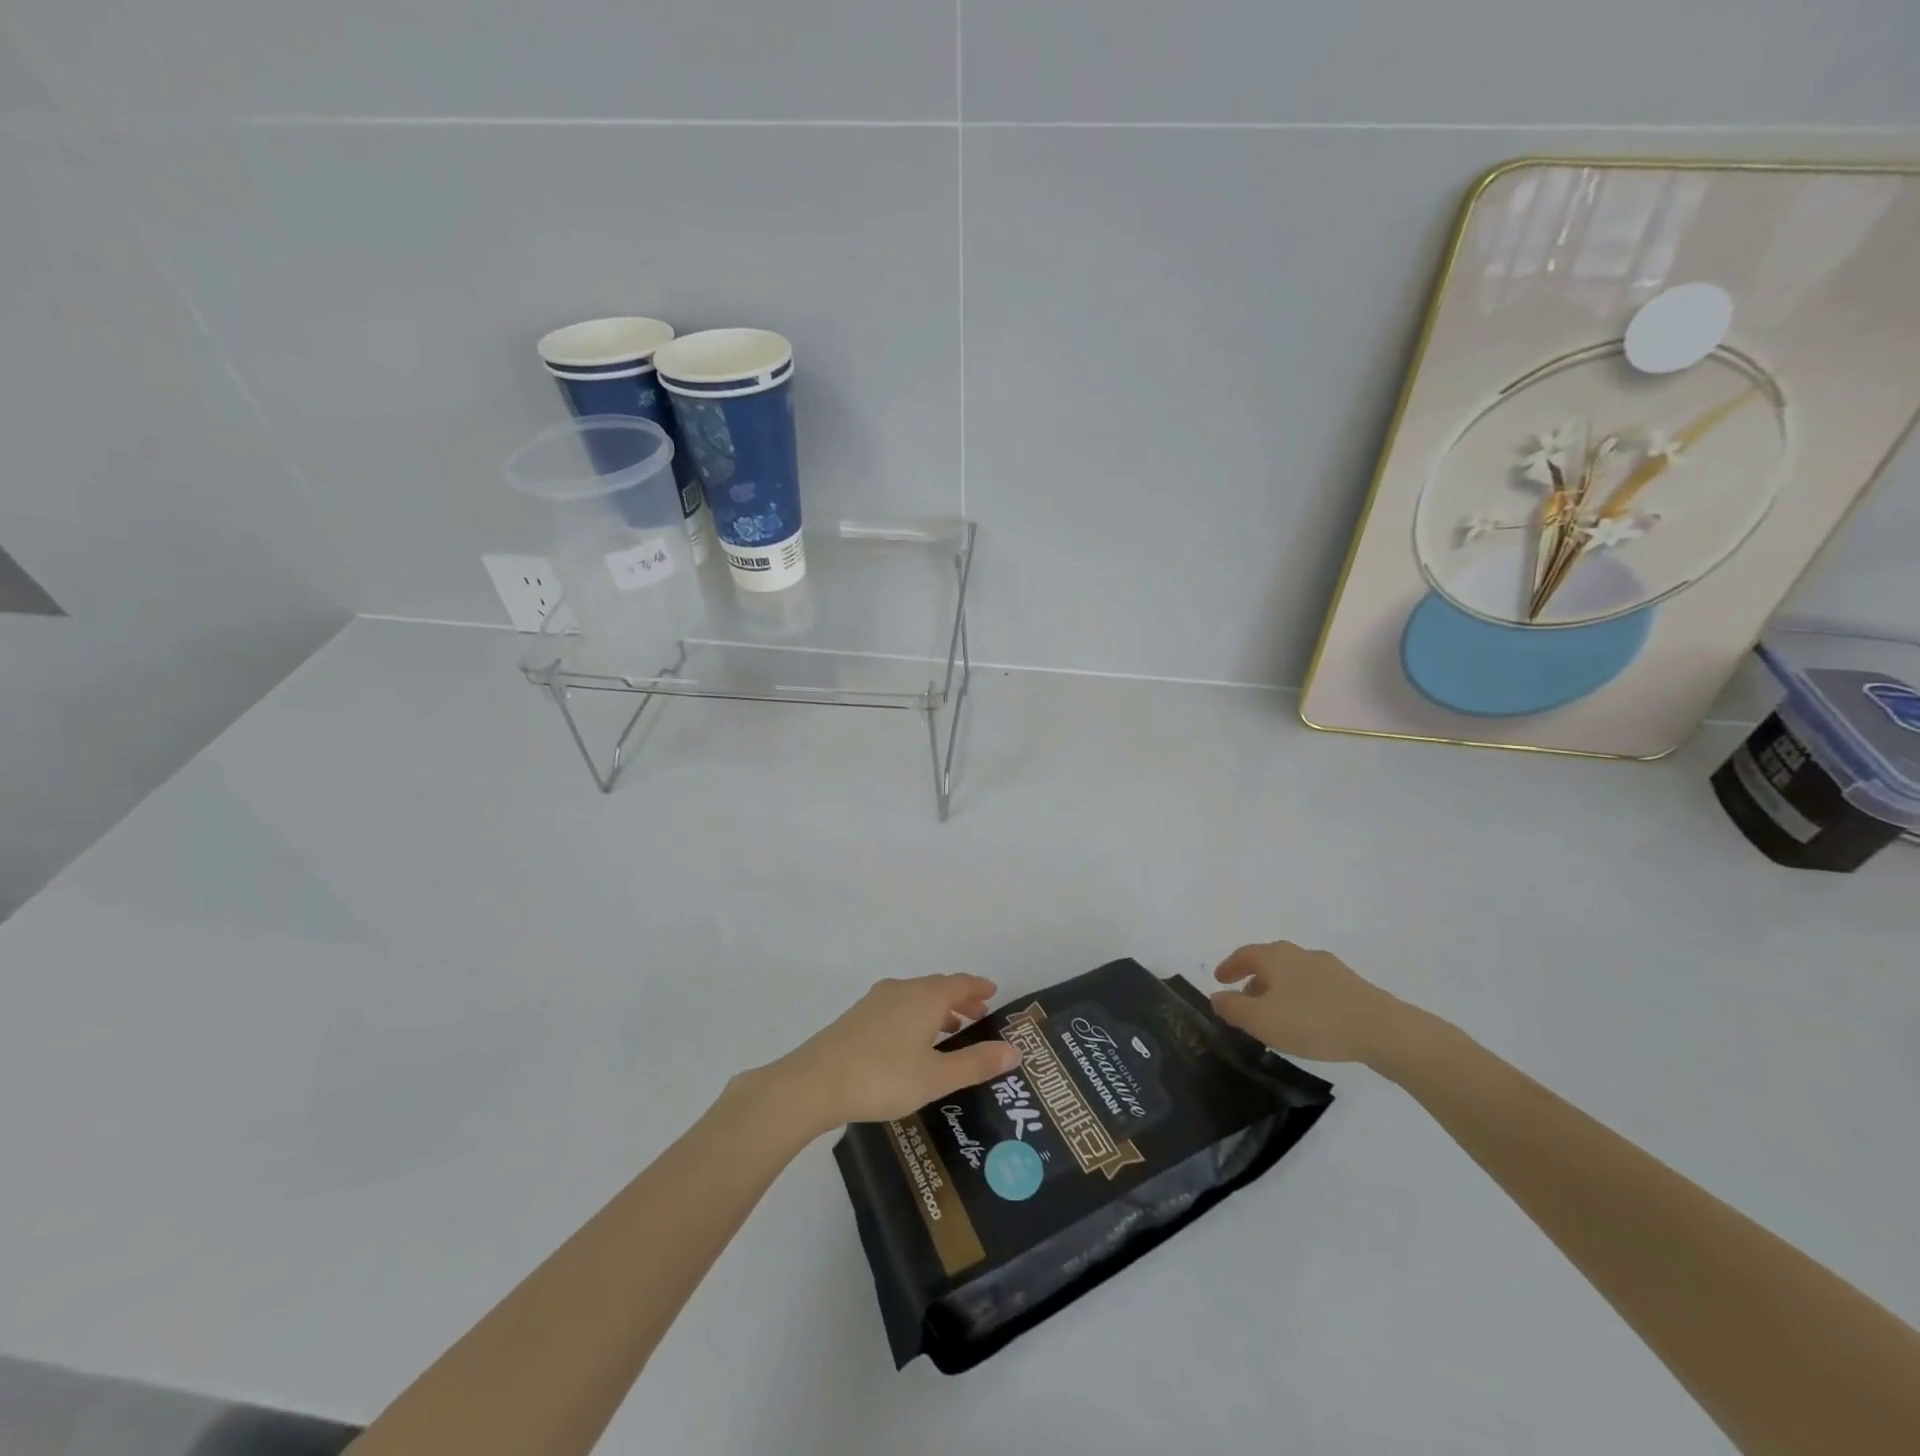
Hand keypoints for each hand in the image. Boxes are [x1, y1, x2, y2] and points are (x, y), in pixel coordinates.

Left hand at [767, 975, 1020, 1132]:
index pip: (960, 982)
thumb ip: (975, 1063)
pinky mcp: (857, 1016)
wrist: (815, 1082)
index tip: (994, 992)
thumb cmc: (883, 1077)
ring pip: (916, 996)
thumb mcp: (936, 1077)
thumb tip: (1015, 1050)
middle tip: (978, 1015)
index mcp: (925, 997)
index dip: (979, 987)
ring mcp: (876, 1001)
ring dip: (937, 1008)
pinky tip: (912, 1042)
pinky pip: (898, 1006)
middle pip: (938, 986)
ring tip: (950, 1030)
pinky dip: (915, 1015)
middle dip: (960, 998)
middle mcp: (902, 990)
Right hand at [1211, 941, 1419, 1064]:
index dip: (1229, 967)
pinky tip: (1307, 1021)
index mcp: (1275, 956)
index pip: (1244, 955)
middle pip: (1269, 962)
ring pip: (1292, 975)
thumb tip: (1216, 997)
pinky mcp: (1351, 986)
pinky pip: (1314, 987)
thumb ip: (1233, 1009)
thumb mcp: (1262, 1020)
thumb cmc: (1313, 1021)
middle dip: (1253, 979)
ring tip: (1275, 1016)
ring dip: (1278, 990)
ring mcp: (1328, 968)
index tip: (1219, 979)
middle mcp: (1299, 954)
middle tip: (1244, 1001)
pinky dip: (1301, 998)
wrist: (1382, 1030)